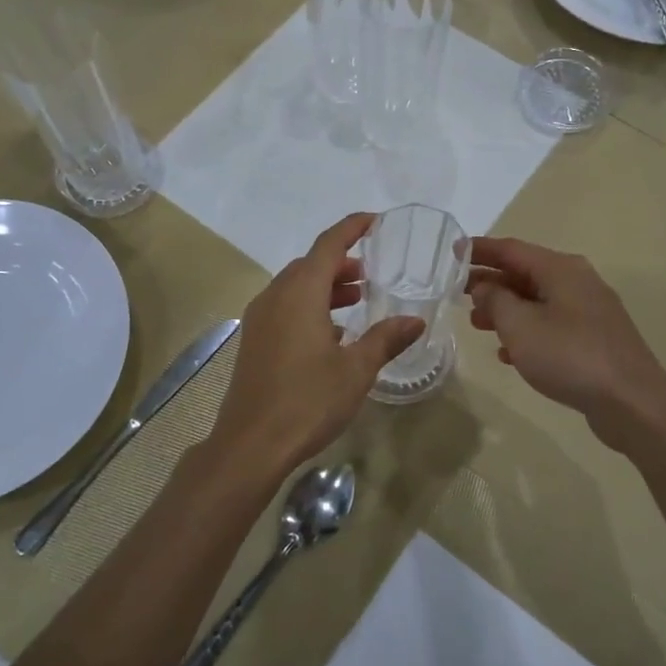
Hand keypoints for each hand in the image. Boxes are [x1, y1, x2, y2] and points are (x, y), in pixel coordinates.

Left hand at [207, 213, 423, 474]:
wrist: (251, 444)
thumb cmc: (308, 401)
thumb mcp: (356, 370)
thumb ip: (385, 339)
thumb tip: (414, 320)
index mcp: (300, 294)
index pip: (328, 245)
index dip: (352, 228)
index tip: (375, 221)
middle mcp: (275, 297)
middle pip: (309, 264)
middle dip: (340, 262)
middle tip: (370, 273)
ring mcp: (259, 319)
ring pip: (295, 286)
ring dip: (325, 286)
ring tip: (356, 299)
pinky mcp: (253, 341)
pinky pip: (284, 307)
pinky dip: (309, 306)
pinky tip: (330, 334)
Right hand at [467, 236, 665, 438]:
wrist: (631, 401)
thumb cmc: (570, 356)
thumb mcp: (520, 326)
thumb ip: (495, 300)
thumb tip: (485, 286)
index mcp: (560, 269)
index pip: (511, 249)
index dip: (480, 250)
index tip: (453, 251)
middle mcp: (577, 281)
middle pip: (525, 274)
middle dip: (490, 282)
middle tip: (458, 293)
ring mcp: (589, 311)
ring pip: (537, 301)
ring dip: (505, 309)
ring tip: (477, 324)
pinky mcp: (595, 339)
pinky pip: (552, 326)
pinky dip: (527, 332)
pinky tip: (508, 354)